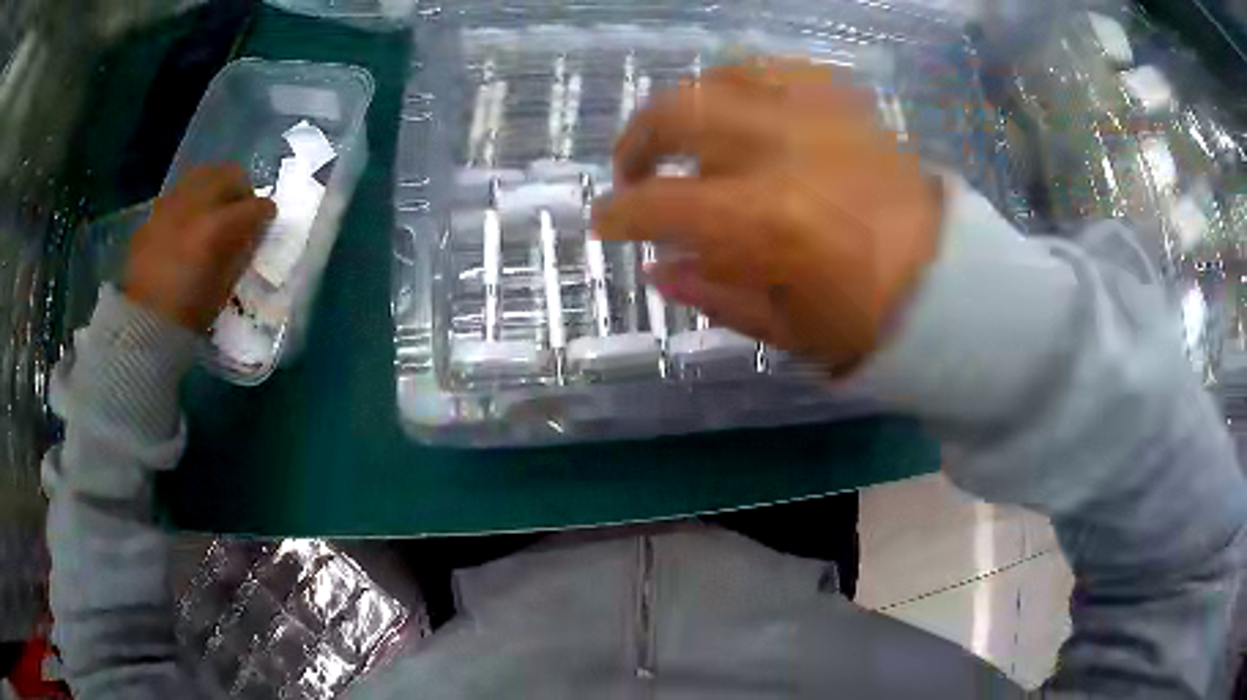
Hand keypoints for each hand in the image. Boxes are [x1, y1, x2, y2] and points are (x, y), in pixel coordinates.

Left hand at [124, 164, 274, 330]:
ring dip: (214, 189)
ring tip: (213, 212)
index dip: (265, 214)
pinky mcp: (154, 212)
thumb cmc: (188, 315)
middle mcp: (196, 204)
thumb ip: (239, 252)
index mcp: (219, 227)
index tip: (266, 223)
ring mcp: (172, 204)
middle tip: (241, 210)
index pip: (256, 206)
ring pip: (203, 175)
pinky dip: (190, 202)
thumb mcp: (224, 287)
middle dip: (240, 189)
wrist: (142, 325)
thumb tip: (250, 234)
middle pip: (229, 174)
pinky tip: (186, 225)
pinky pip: (180, 193)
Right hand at [593, 59, 942, 372]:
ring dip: (690, 103)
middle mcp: (783, 150)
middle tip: (635, 169)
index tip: (607, 222)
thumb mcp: (785, 329)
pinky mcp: (848, 104)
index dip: (619, 213)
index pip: (660, 203)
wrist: (952, 284)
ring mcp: (819, 116)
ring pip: (724, 75)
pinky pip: (782, 68)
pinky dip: (748, 83)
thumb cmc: (871, 321)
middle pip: (678, 111)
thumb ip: (712, 294)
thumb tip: (656, 270)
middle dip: (637, 138)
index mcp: (766, 221)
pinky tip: (745, 109)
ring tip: (688, 135)